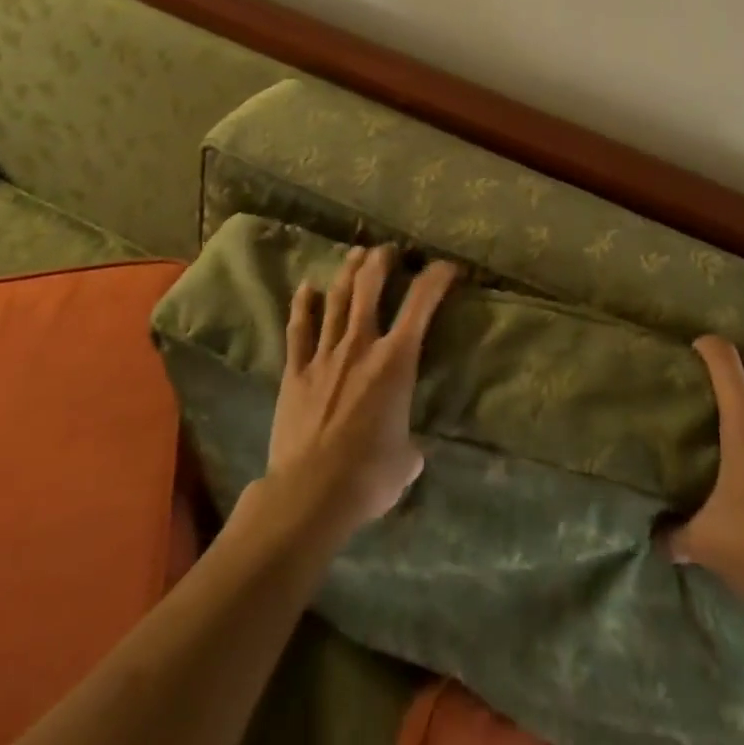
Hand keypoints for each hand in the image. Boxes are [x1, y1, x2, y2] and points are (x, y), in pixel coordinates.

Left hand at [262, 244, 457, 540]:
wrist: (309, 494)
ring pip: (336, 300)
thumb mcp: (405, 461)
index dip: (437, 277)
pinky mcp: (295, 373)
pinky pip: (298, 331)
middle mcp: (360, 346)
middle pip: (370, 287)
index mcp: (395, 360)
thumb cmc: (368, 476)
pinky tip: (306, 287)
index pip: (422, 303)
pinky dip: (303, 306)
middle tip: (389, 251)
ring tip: (356, 253)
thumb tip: (408, 452)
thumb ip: (409, 446)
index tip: (448, 266)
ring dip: (347, 272)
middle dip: (381, 261)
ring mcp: (324, 356)